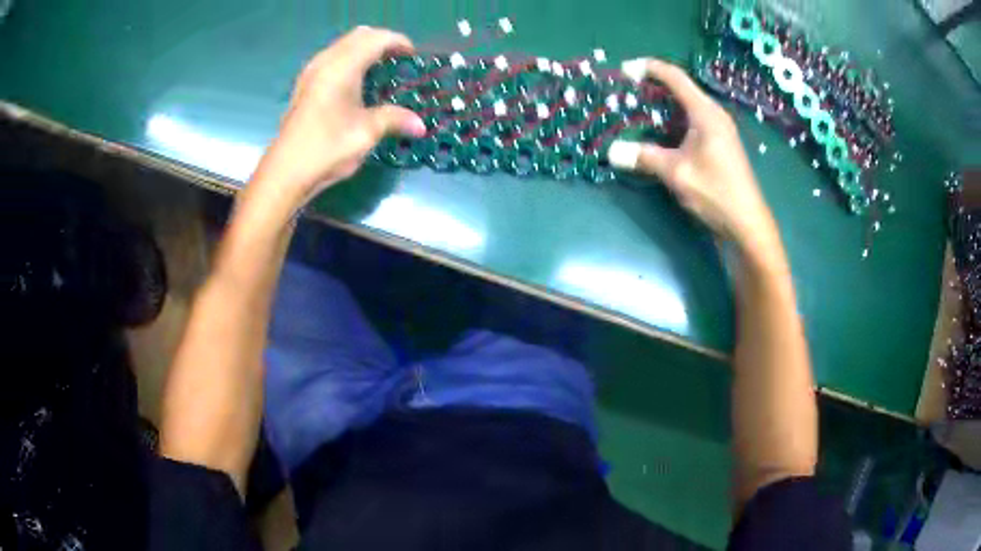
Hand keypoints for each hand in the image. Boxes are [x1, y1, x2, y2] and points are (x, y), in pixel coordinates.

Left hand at [251, 26, 427, 209]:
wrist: (285, 172)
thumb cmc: (327, 148)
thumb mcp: (367, 133)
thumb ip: (395, 120)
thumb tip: (421, 125)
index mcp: (343, 67)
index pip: (376, 39)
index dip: (398, 42)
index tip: (414, 56)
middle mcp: (325, 62)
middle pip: (359, 36)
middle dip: (382, 42)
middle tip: (399, 60)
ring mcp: (311, 73)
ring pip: (343, 45)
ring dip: (364, 50)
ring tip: (380, 70)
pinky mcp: (304, 86)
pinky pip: (332, 59)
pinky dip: (349, 61)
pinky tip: (356, 84)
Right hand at [608, 58, 779, 256]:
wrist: (746, 225)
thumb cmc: (715, 192)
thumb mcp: (676, 173)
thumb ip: (644, 157)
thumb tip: (611, 151)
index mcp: (706, 112)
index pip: (675, 77)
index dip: (649, 68)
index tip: (624, 70)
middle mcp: (714, 115)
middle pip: (680, 90)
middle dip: (653, 88)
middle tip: (626, 94)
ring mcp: (719, 131)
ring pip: (685, 108)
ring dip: (662, 108)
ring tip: (636, 113)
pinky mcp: (719, 146)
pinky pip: (691, 124)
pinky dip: (672, 124)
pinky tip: (658, 136)